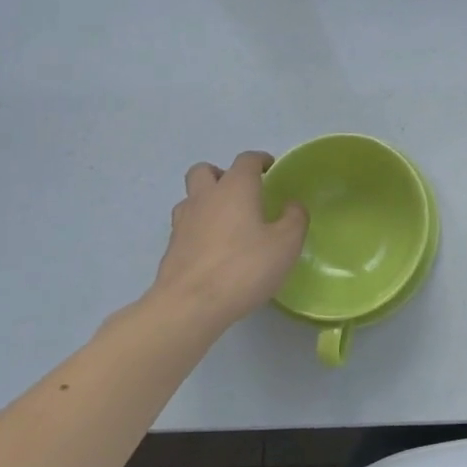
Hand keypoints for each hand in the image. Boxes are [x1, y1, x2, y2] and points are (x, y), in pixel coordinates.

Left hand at [146, 152, 307, 331]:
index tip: (270, 168)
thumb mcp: (286, 244)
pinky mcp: (171, 248)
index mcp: (235, 188)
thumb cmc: (244, 267)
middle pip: (205, 170)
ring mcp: (183, 222)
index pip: (246, 160)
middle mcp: (205, 197)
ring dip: (206, 200)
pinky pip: (184, 225)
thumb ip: (295, 219)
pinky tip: (212, 248)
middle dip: (222, 174)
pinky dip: (198, 227)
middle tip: (241, 192)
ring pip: (190, 197)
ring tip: (225, 221)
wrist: (189, 306)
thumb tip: (292, 205)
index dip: (260, 160)